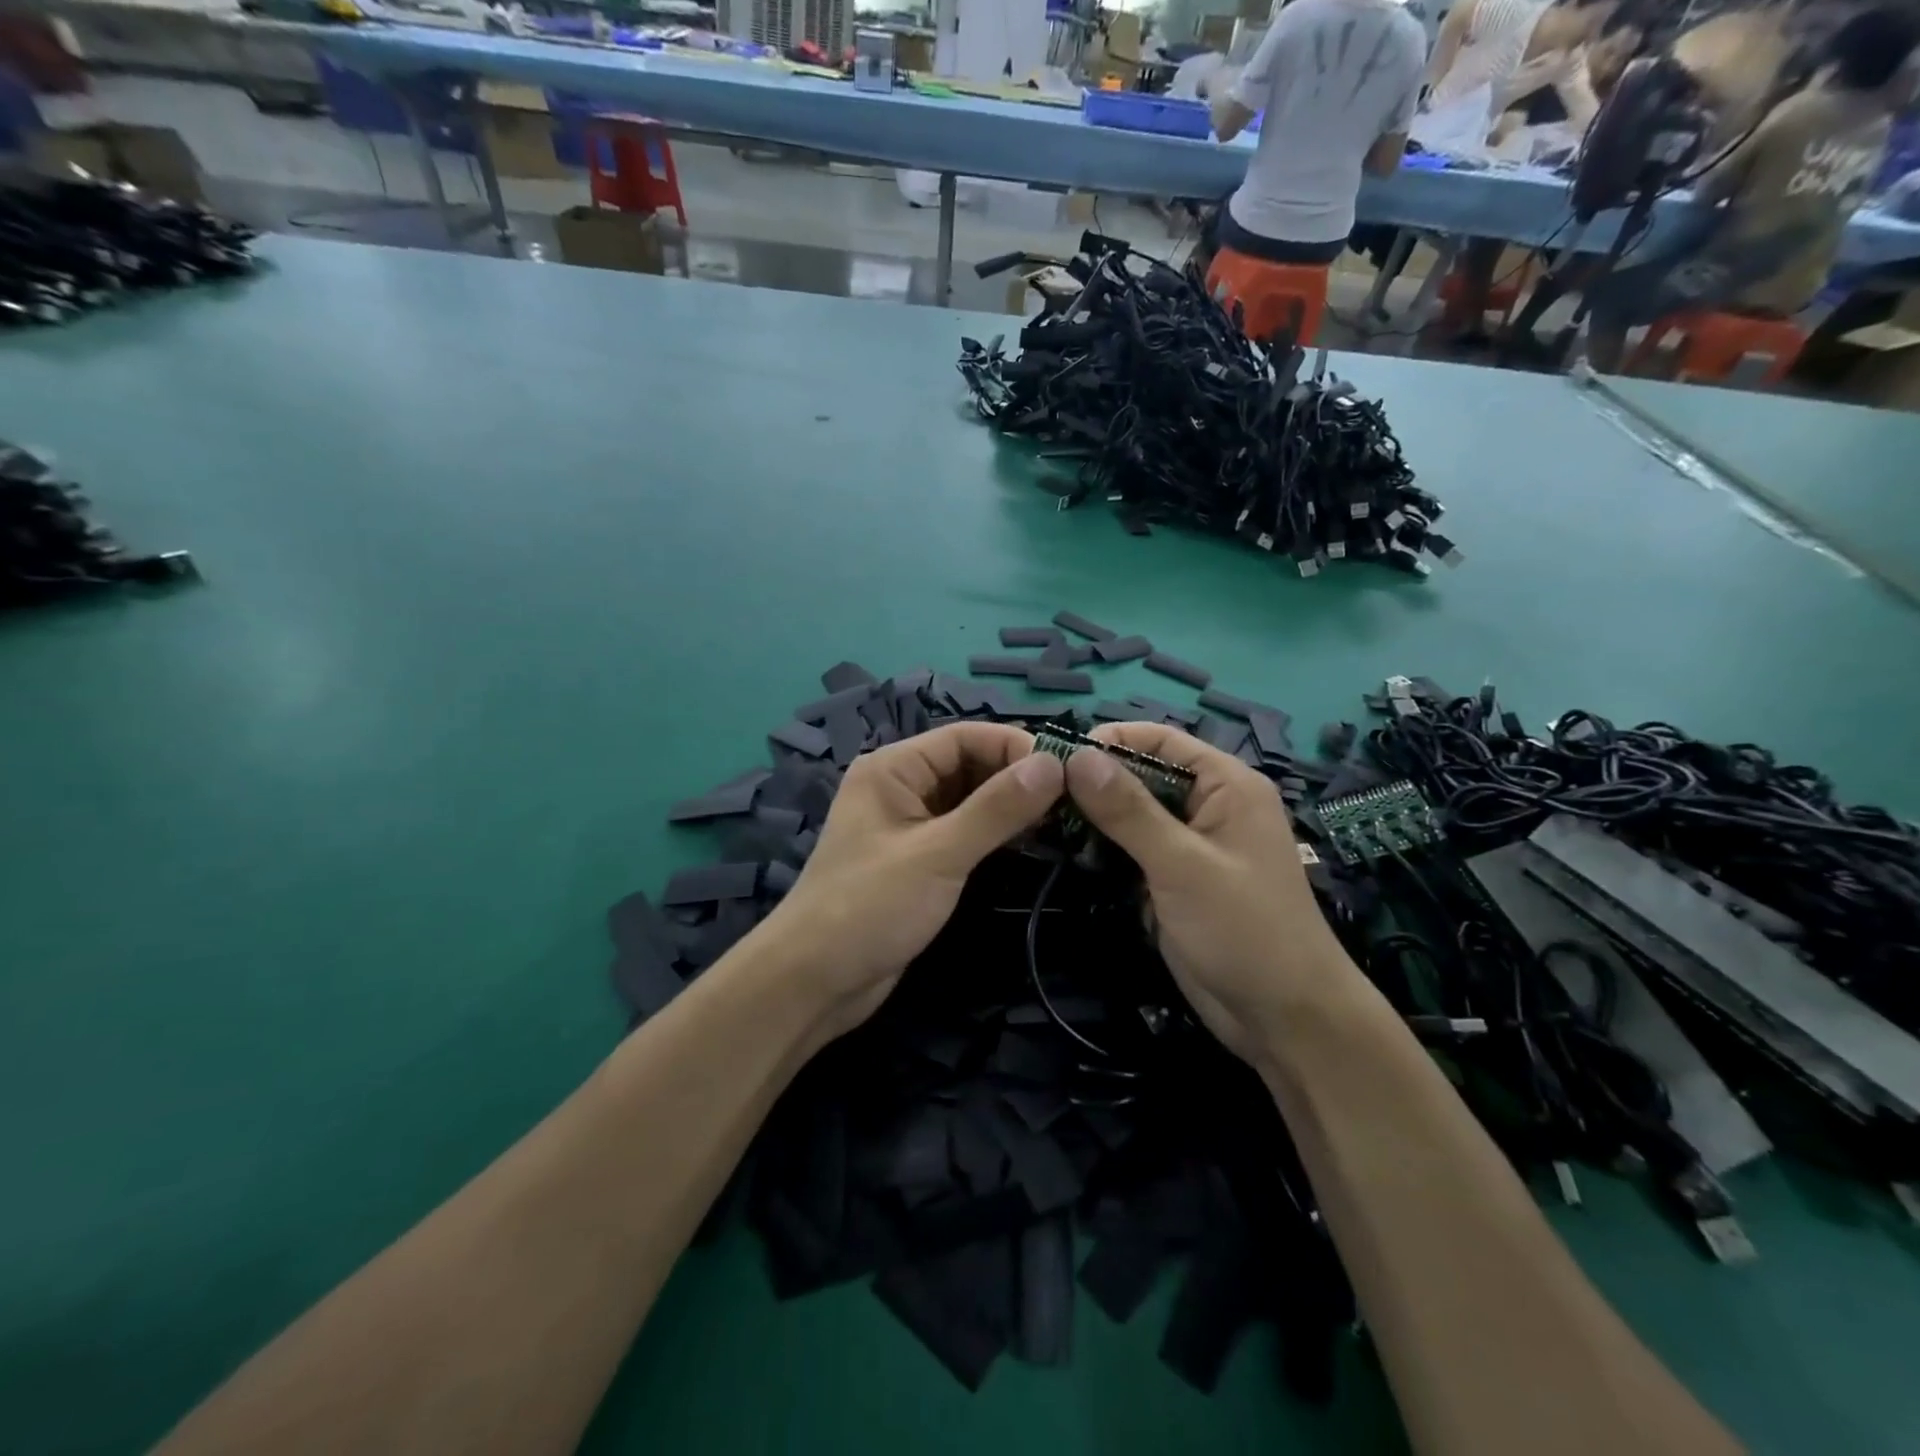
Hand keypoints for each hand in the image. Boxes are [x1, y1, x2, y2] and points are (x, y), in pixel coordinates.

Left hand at [759, 722, 1064, 1040]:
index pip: (965, 737)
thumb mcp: (938, 854)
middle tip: (1074, 800)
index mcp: (894, 768)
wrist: (814, 982)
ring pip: (970, 799)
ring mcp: (908, 824)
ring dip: (1010, 806)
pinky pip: (963, 831)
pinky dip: (994, 833)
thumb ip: (995, 809)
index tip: (1069, 771)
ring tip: (1062, 820)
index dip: (1016, 747)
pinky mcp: (917, 859)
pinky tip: (1029, 843)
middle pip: (969, 764)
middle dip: (1017, 777)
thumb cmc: (869, 908)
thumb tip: (1053, 764)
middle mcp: (901, 786)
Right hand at [1063, 724, 1365, 1066]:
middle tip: (1039, 793)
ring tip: (1041, 818)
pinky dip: (1103, 847)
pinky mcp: (1174, 879)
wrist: (1283, 1018)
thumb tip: (1078, 757)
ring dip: (1094, 816)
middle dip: (1095, 780)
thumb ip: (1129, 811)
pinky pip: (1133, 849)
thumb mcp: (1182, 864)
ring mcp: (1190, 846)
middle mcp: (1208, 806)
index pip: (1161, 740)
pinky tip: (1066, 850)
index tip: (1056, 756)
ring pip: (1133, 814)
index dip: (1111, 739)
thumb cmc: (1244, 930)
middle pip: (1143, 774)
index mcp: (1226, 785)